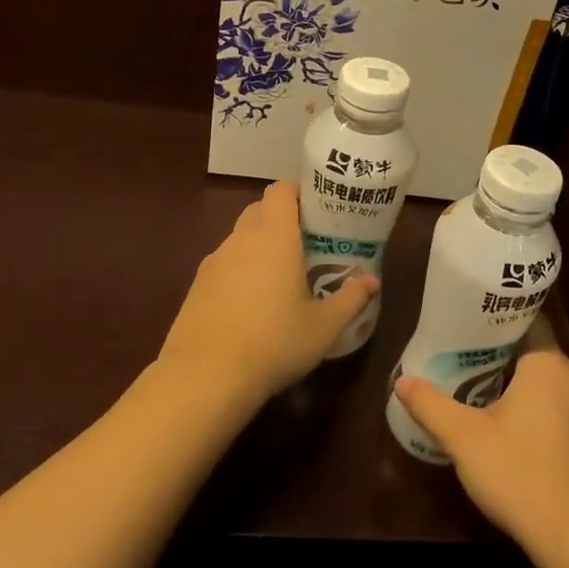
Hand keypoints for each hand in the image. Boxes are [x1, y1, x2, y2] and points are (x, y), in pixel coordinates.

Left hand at [158, 181, 376, 402]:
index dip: (299, 192)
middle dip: (282, 219)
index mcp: (274, 236)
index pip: (281, 190)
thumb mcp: (324, 326)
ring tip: (281, 278)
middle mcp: (241, 239)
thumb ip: (351, 299)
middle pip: (260, 210)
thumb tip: (372, 282)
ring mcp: (214, 262)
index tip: (318, 210)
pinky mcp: (196, 286)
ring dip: (260, 246)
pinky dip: (240, 271)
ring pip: (240, 238)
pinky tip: (251, 304)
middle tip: (306, 244)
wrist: (205, 377)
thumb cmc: (274, 342)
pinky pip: (224, 265)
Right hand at [393, 318, 568, 561]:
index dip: (496, 321)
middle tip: (465, 363)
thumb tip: (402, 382)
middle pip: (536, 355)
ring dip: (523, 390)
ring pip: (551, 387)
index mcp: (549, 364)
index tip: (468, 326)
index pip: (527, 321)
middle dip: (502, 359)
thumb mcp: (465, 439)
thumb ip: (431, 406)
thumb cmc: (522, 474)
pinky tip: (518, 439)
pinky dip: (542, 416)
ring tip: (484, 398)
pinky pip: (566, 414)